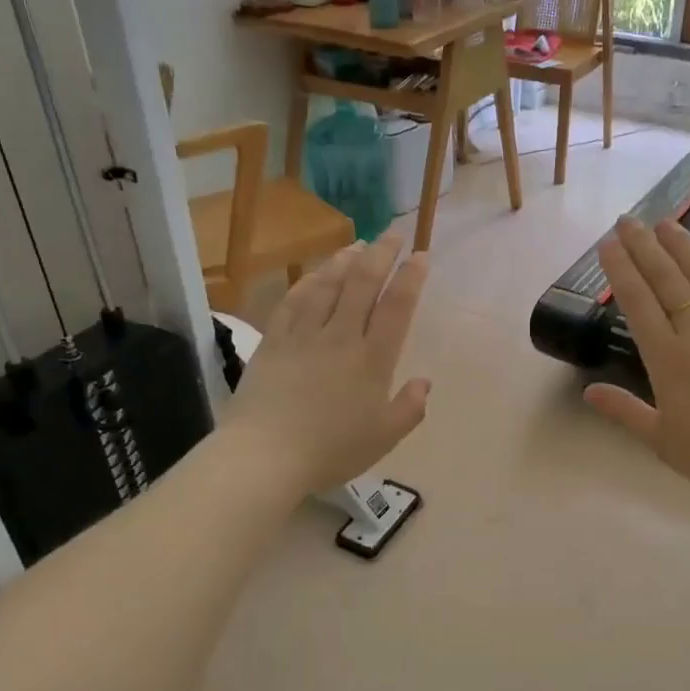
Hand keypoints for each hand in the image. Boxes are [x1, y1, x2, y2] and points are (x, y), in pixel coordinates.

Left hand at [222, 235, 431, 495]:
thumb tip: (424, 382)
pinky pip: (292, 301)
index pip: (397, 307)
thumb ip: (408, 409)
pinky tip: (315, 273)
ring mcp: (304, 335)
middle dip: (381, 254)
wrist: (265, 456)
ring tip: (358, 244)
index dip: (411, 277)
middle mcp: (341, 337)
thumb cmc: (330, 450)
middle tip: (393, 234)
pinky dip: (307, 282)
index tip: (421, 255)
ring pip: (327, 285)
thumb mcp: (383, 438)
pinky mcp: (273, 341)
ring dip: (344, 260)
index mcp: (372, 360)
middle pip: (363, 284)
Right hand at [585, 217, 689, 510]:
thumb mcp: (663, 443)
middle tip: (628, 220)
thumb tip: (587, 391)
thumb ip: (625, 412)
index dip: (621, 270)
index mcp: (668, 360)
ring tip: (666, 222)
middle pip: (668, 280)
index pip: (638, 303)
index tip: (608, 244)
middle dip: (644, 247)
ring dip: (684, 246)